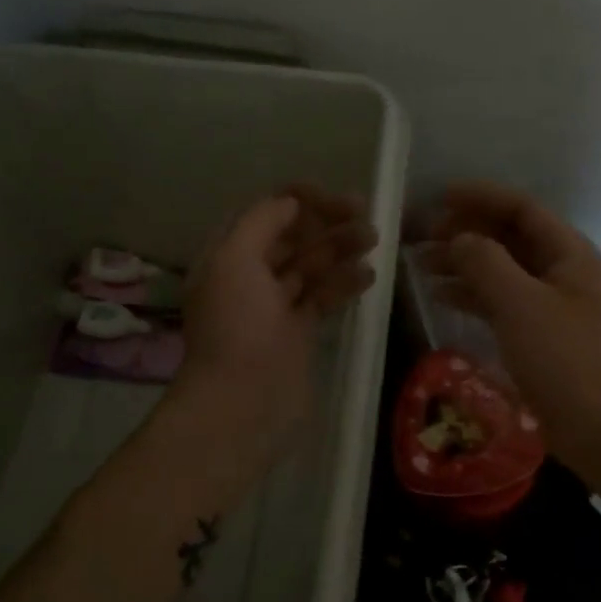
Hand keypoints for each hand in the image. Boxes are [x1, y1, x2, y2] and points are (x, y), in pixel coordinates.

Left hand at [175, 185, 377, 445]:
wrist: (242, 403)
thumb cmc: (236, 327)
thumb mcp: (235, 260)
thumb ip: (261, 222)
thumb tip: (290, 202)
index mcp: (227, 255)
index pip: (264, 213)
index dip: (298, 201)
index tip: (334, 198)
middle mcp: (249, 276)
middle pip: (291, 237)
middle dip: (325, 222)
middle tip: (365, 213)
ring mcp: (274, 305)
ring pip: (310, 265)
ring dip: (340, 248)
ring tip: (374, 239)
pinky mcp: (297, 332)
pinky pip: (322, 297)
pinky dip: (343, 283)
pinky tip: (368, 275)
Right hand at [427, 181, 600, 480]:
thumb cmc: (566, 361)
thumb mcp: (521, 305)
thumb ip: (485, 263)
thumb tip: (457, 238)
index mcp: (567, 253)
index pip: (520, 208)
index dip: (480, 198)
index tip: (438, 197)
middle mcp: (561, 271)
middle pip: (508, 237)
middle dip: (465, 231)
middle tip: (421, 234)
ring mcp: (551, 304)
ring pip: (501, 269)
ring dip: (463, 262)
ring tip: (420, 263)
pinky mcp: (540, 335)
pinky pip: (501, 301)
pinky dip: (472, 294)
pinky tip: (441, 296)